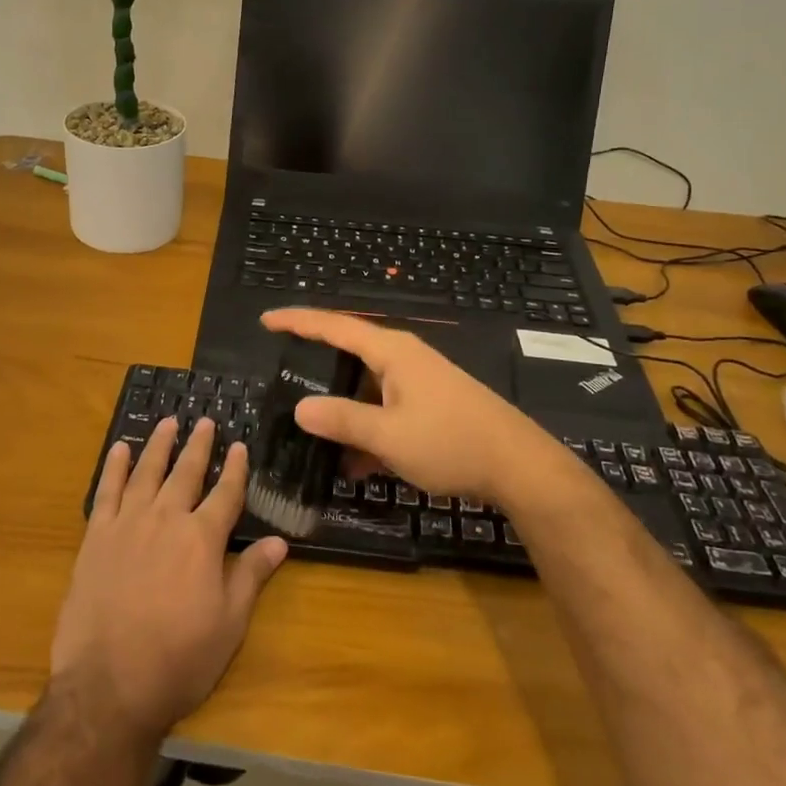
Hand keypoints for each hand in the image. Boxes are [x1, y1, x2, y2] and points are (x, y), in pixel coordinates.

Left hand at [51, 417, 287, 743]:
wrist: (109, 685)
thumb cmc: (179, 659)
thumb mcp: (229, 624)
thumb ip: (251, 575)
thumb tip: (279, 542)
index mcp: (202, 539)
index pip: (225, 493)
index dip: (234, 469)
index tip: (239, 445)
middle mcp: (167, 519)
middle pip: (186, 472)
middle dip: (198, 446)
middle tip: (205, 421)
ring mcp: (128, 524)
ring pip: (147, 472)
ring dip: (159, 445)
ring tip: (168, 422)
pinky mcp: (97, 537)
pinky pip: (107, 491)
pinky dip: (115, 467)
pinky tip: (120, 449)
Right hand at [260, 307, 577, 507]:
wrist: (519, 466)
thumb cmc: (451, 442)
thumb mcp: (389, 435)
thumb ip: (342, 420)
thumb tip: (300, 409)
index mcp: (391, 352)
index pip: (335, 326)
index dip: (298, 321)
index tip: (266, 319)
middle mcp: (403, 358)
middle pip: (349, 352)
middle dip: (316, 364)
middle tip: (282, 373)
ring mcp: (419, 381)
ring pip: (366, 385)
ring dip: (342, 407)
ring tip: (311, 428)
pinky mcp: (430, 404)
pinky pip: (385, 407)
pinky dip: (366, 427)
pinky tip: (352, 463)